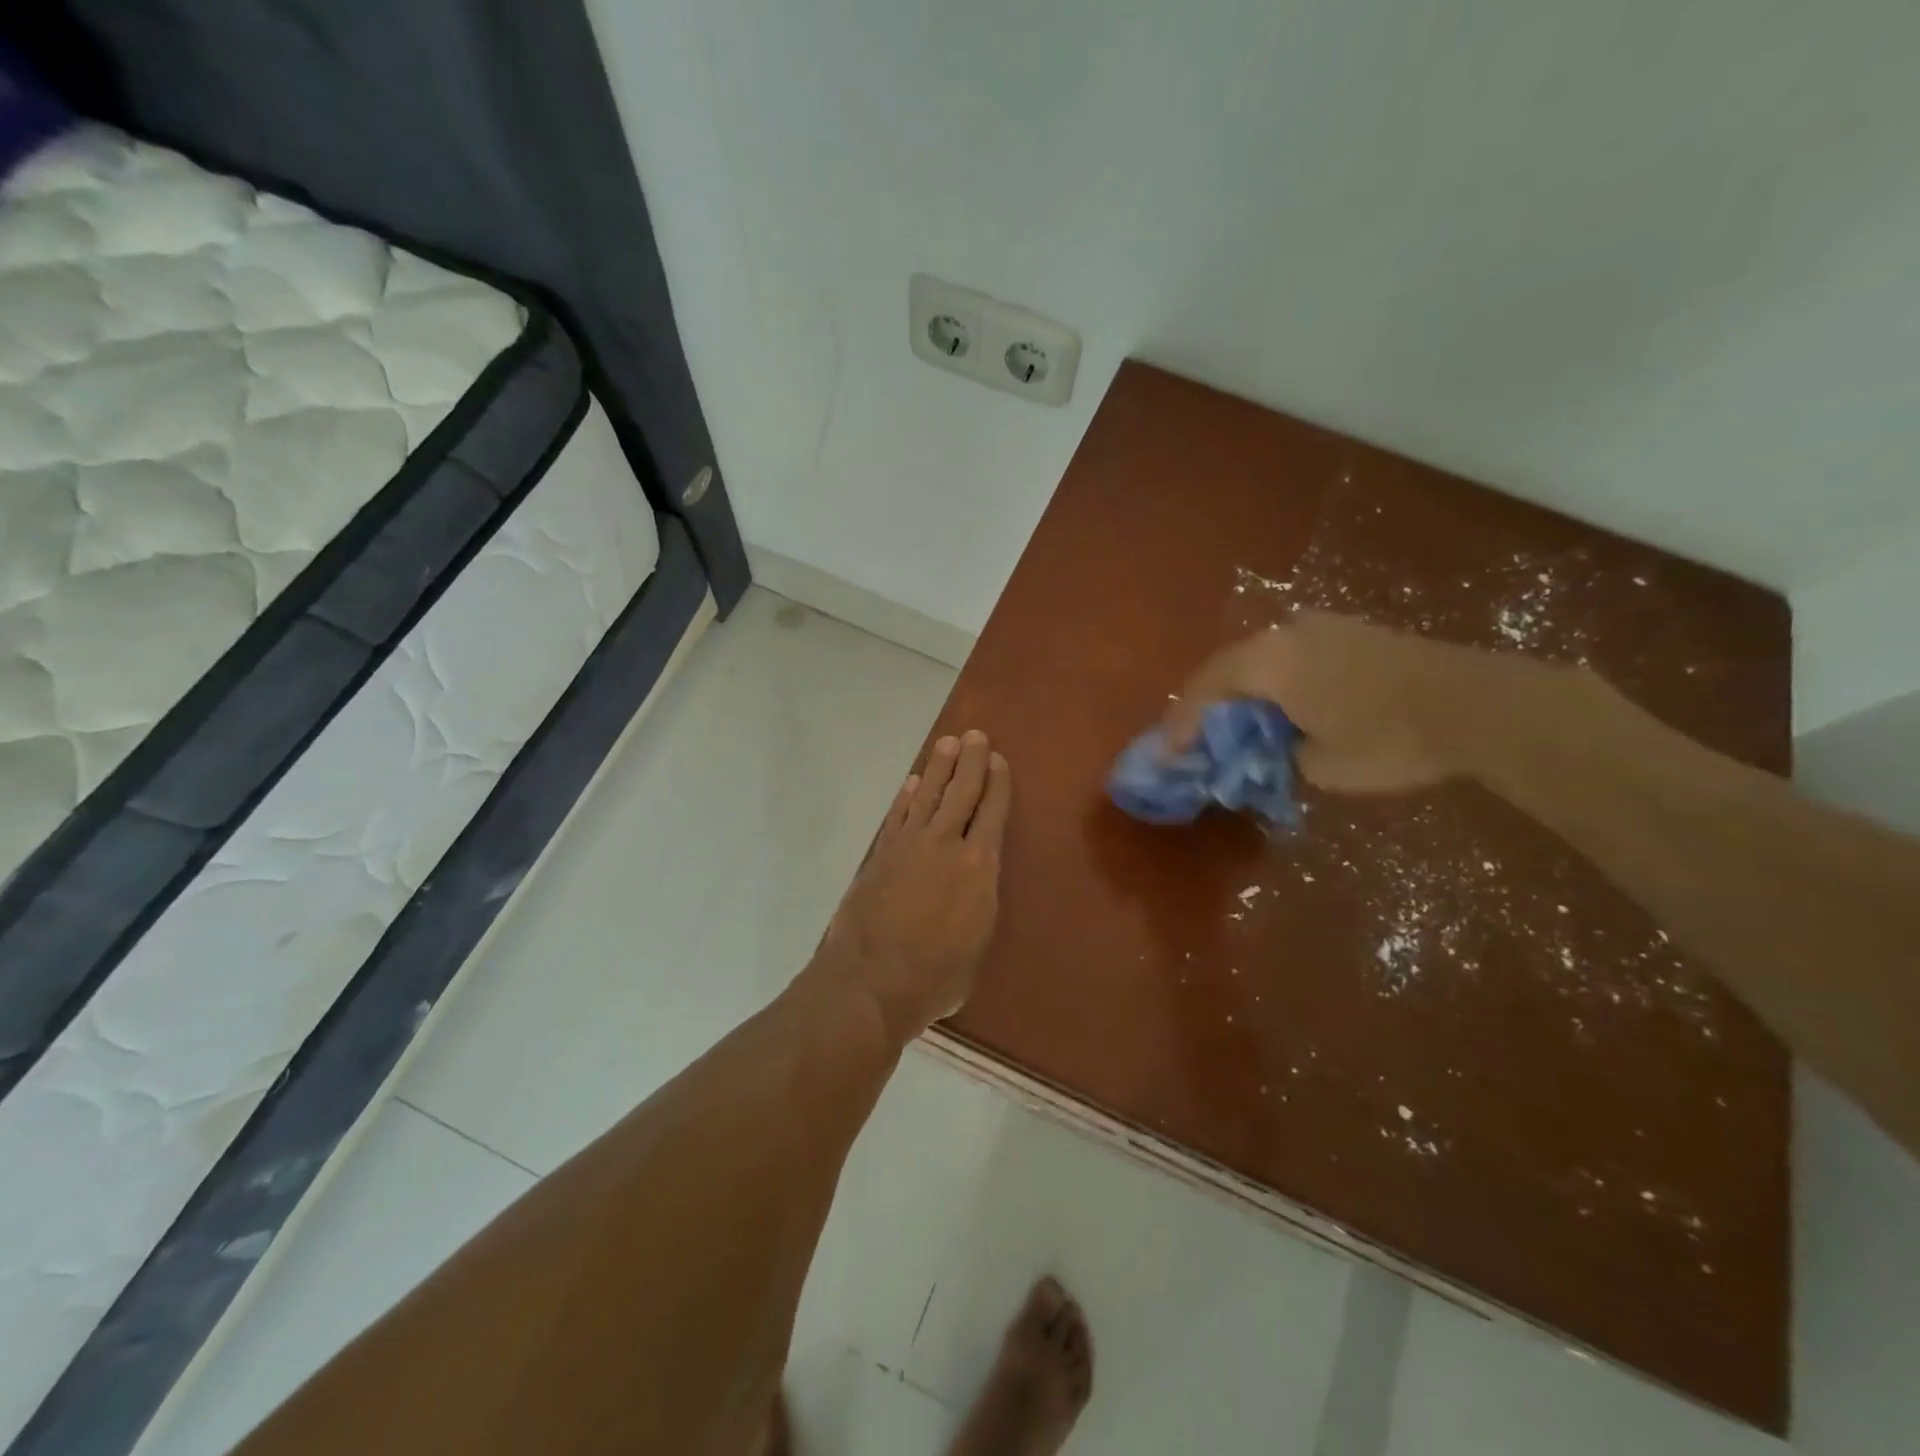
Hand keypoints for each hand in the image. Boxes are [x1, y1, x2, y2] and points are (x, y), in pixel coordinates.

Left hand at [820, 731, 1011, 1038]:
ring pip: (927, 795)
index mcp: (979, 866)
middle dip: (971, 761)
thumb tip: (972, 891)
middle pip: (961, 792)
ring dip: (938, 768)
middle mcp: (946, 844)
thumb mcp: (977, 944)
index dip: (997, 783)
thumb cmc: (936, 977)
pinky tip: (912, 783)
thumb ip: (978, 906)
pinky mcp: (880, 854)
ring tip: (946, 745)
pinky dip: (906, 796)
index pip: (992, 812)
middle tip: (975, 736)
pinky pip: (897, 815)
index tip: (998, 760)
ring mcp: (908, 845)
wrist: (872, 981)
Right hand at [1163, 611, 1547, 793]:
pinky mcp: (1348, 632)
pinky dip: (1273, 683)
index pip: (1206, 689)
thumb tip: (1274, 748)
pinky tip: (1279, 707)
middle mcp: (1286, 634)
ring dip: (1241, 692)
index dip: (1182, 722)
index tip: (1168, 753)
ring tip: (1233, 724)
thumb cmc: (1389, 739)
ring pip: (1259, 659)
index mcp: (1269, 663)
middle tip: (1194, 737)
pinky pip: (1290, 656)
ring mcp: (1320, 628)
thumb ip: (1280, 754)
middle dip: (1206, 704)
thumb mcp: (1321, 766)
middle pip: (1227, 668)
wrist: (1478, 705)